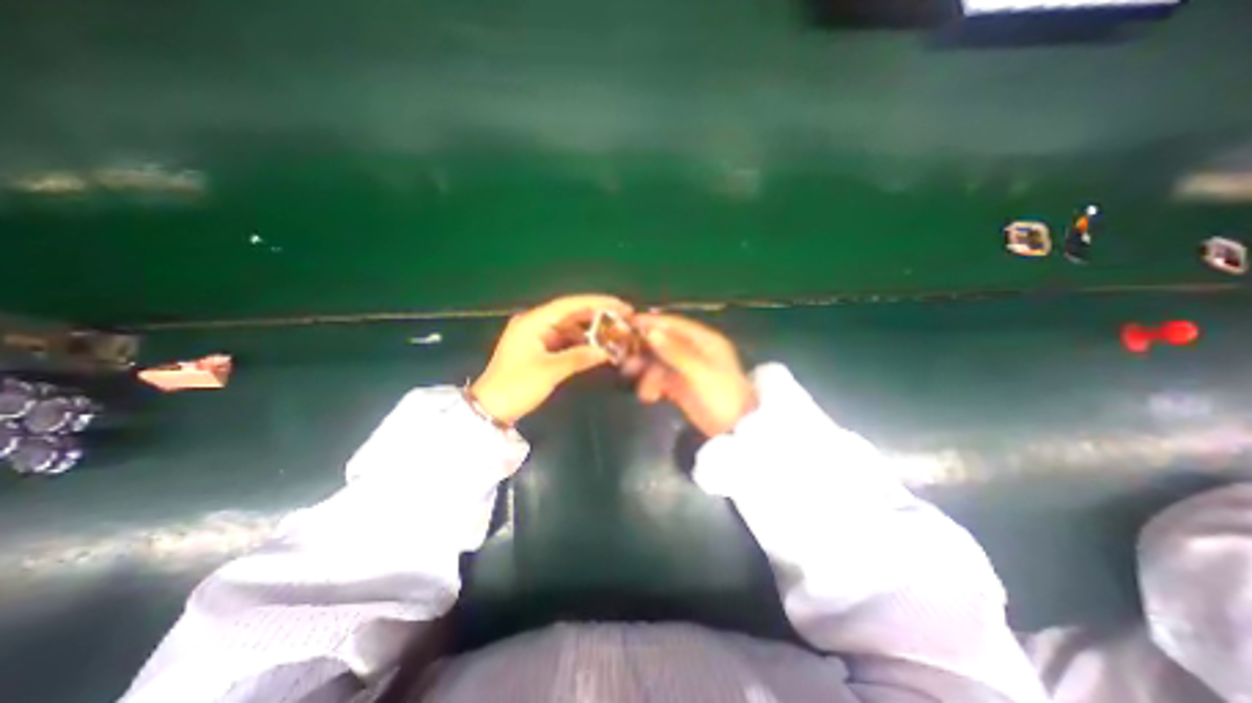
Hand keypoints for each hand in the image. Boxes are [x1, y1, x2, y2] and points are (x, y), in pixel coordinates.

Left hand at [469, 290, 631, 423]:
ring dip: (590, 330)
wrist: (490, 409)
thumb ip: (579, 357)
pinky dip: (581, 342)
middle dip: (596, 315)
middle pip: (571, 313)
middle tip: (622, 318)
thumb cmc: (516, 386)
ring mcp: (537, 336)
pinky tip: (597, 346)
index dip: (596, 302)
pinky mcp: (539, 349)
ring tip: (614, 333)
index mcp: (533, 321)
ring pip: (570, 327)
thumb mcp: (549, 371)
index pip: (569, 305)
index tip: (619, 305)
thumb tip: (606, 350)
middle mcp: (535, 323)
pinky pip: (565, 340)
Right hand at [632, 313, 756, 436]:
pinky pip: (660, 379)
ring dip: (645, 370)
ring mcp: (686, 369)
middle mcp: (694, 351)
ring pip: (659, 361)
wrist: (734, 429)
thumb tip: (651, 332)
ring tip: (635, 381)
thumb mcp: (699, 371)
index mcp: (703, 341)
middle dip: (644, 350)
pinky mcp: (680, 386)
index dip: (652, 322)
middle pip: (663, 342)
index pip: (674, 324)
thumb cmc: (722, 395)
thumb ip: (675, 352)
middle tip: (624, 358)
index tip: (628, 322)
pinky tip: (649, 396)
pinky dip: (652, 385)